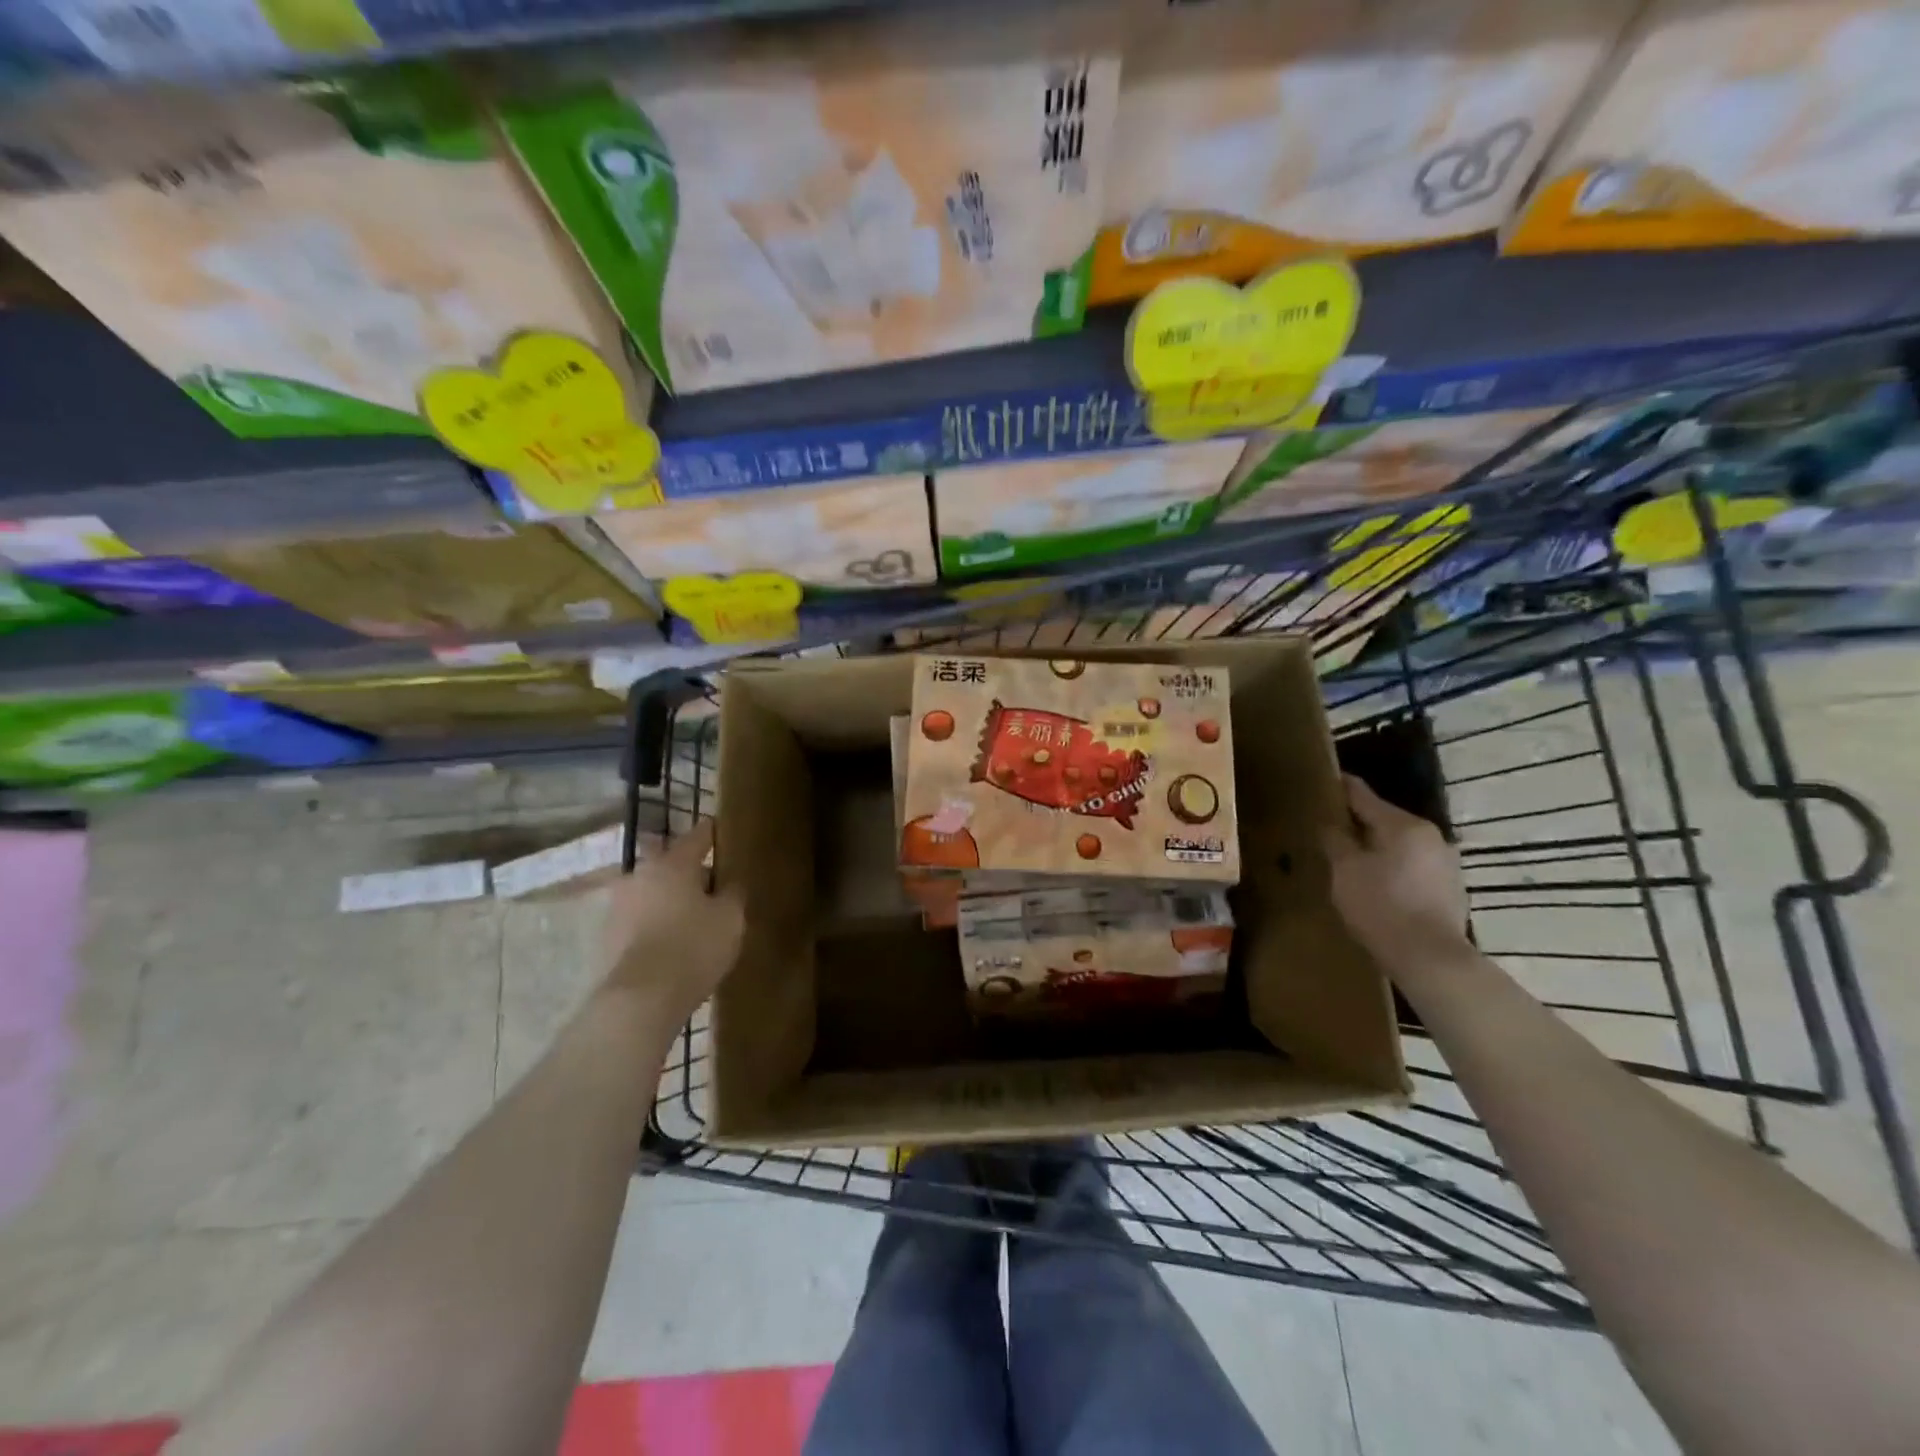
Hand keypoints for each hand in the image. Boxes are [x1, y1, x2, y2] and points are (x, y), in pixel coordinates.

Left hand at [599, 819, 743, 1023]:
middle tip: (712, 885)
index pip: (698, 836)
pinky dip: (655, 924)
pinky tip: (672, 942)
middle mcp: (640, 875)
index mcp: (673, 863)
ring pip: (652, 892)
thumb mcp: (731, 918)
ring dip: (670, 899)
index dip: (713, 833)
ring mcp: (619, 906)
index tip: (721, 830)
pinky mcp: (608, 937)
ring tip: (693, 917)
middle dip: (689, 871)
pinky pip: (640, 920)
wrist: (641, 999)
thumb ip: (733, 894)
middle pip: (670, 864)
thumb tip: (729, 883)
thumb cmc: (694, 947)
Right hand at [1324, 774, 1469, 974]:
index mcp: (1403, 825)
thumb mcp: (1344, 870)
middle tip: (1332, 828)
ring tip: (1353, 860)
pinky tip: (1379, 886)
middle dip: (1359, 823)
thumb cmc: (1380, 907)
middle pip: (1385, 820)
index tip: (1325, 779)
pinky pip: (1414, 866)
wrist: (1430, 958)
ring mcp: (1446, 862)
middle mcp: (1431, 836)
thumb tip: (1329, 824)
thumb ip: (1335, 840)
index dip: (1341, 787)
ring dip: (1378, 847)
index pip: (1364, 795)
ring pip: (1401, 845)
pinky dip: (1394, 868)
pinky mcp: (1452, 888)